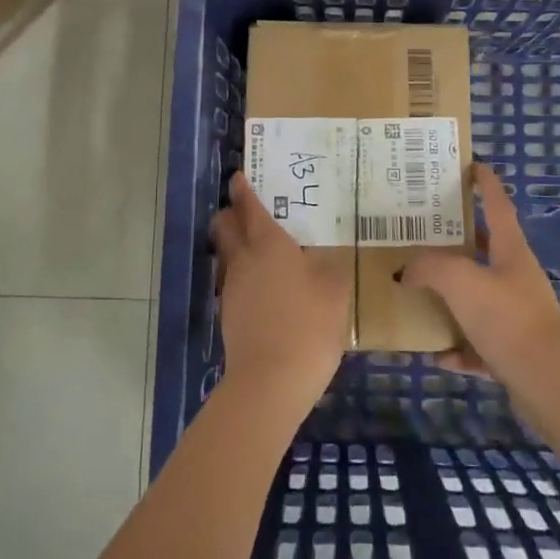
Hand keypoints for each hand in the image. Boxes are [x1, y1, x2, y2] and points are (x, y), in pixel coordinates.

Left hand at [210, 172, 350, 420]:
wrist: (270, 382)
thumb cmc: (309, 326)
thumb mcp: (335, 291)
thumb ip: (331, 267)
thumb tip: (325, 258)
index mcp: (269, 244)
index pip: (249, 206)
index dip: (243, 189)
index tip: (239, 176)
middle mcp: (244, 259)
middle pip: (224, 226)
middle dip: (230, 213)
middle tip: (248, 210)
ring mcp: (232, 288)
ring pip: (227, 254)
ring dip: (237, 245)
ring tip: (264, 250)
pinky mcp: (228, 314)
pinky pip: (234, 281)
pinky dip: (244, 274)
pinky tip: (267, 288)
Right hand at [401, 162, 559, 401]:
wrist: (548, 383)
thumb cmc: (507, 318)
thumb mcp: (460, 282)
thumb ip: (429, 267)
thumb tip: (405, 269)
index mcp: (512, 252)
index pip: (498, 206)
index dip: (486, 185)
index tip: (474, 166)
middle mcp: (517, 279)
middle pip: (487, 251)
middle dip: (460, 241)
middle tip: (426, 232)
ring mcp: (518, 316)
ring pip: (480, 299)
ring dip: (454, 298)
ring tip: (422, 294)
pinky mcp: (514, 353)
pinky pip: (479, 345)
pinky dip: (460, 348)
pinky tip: (438, 354)